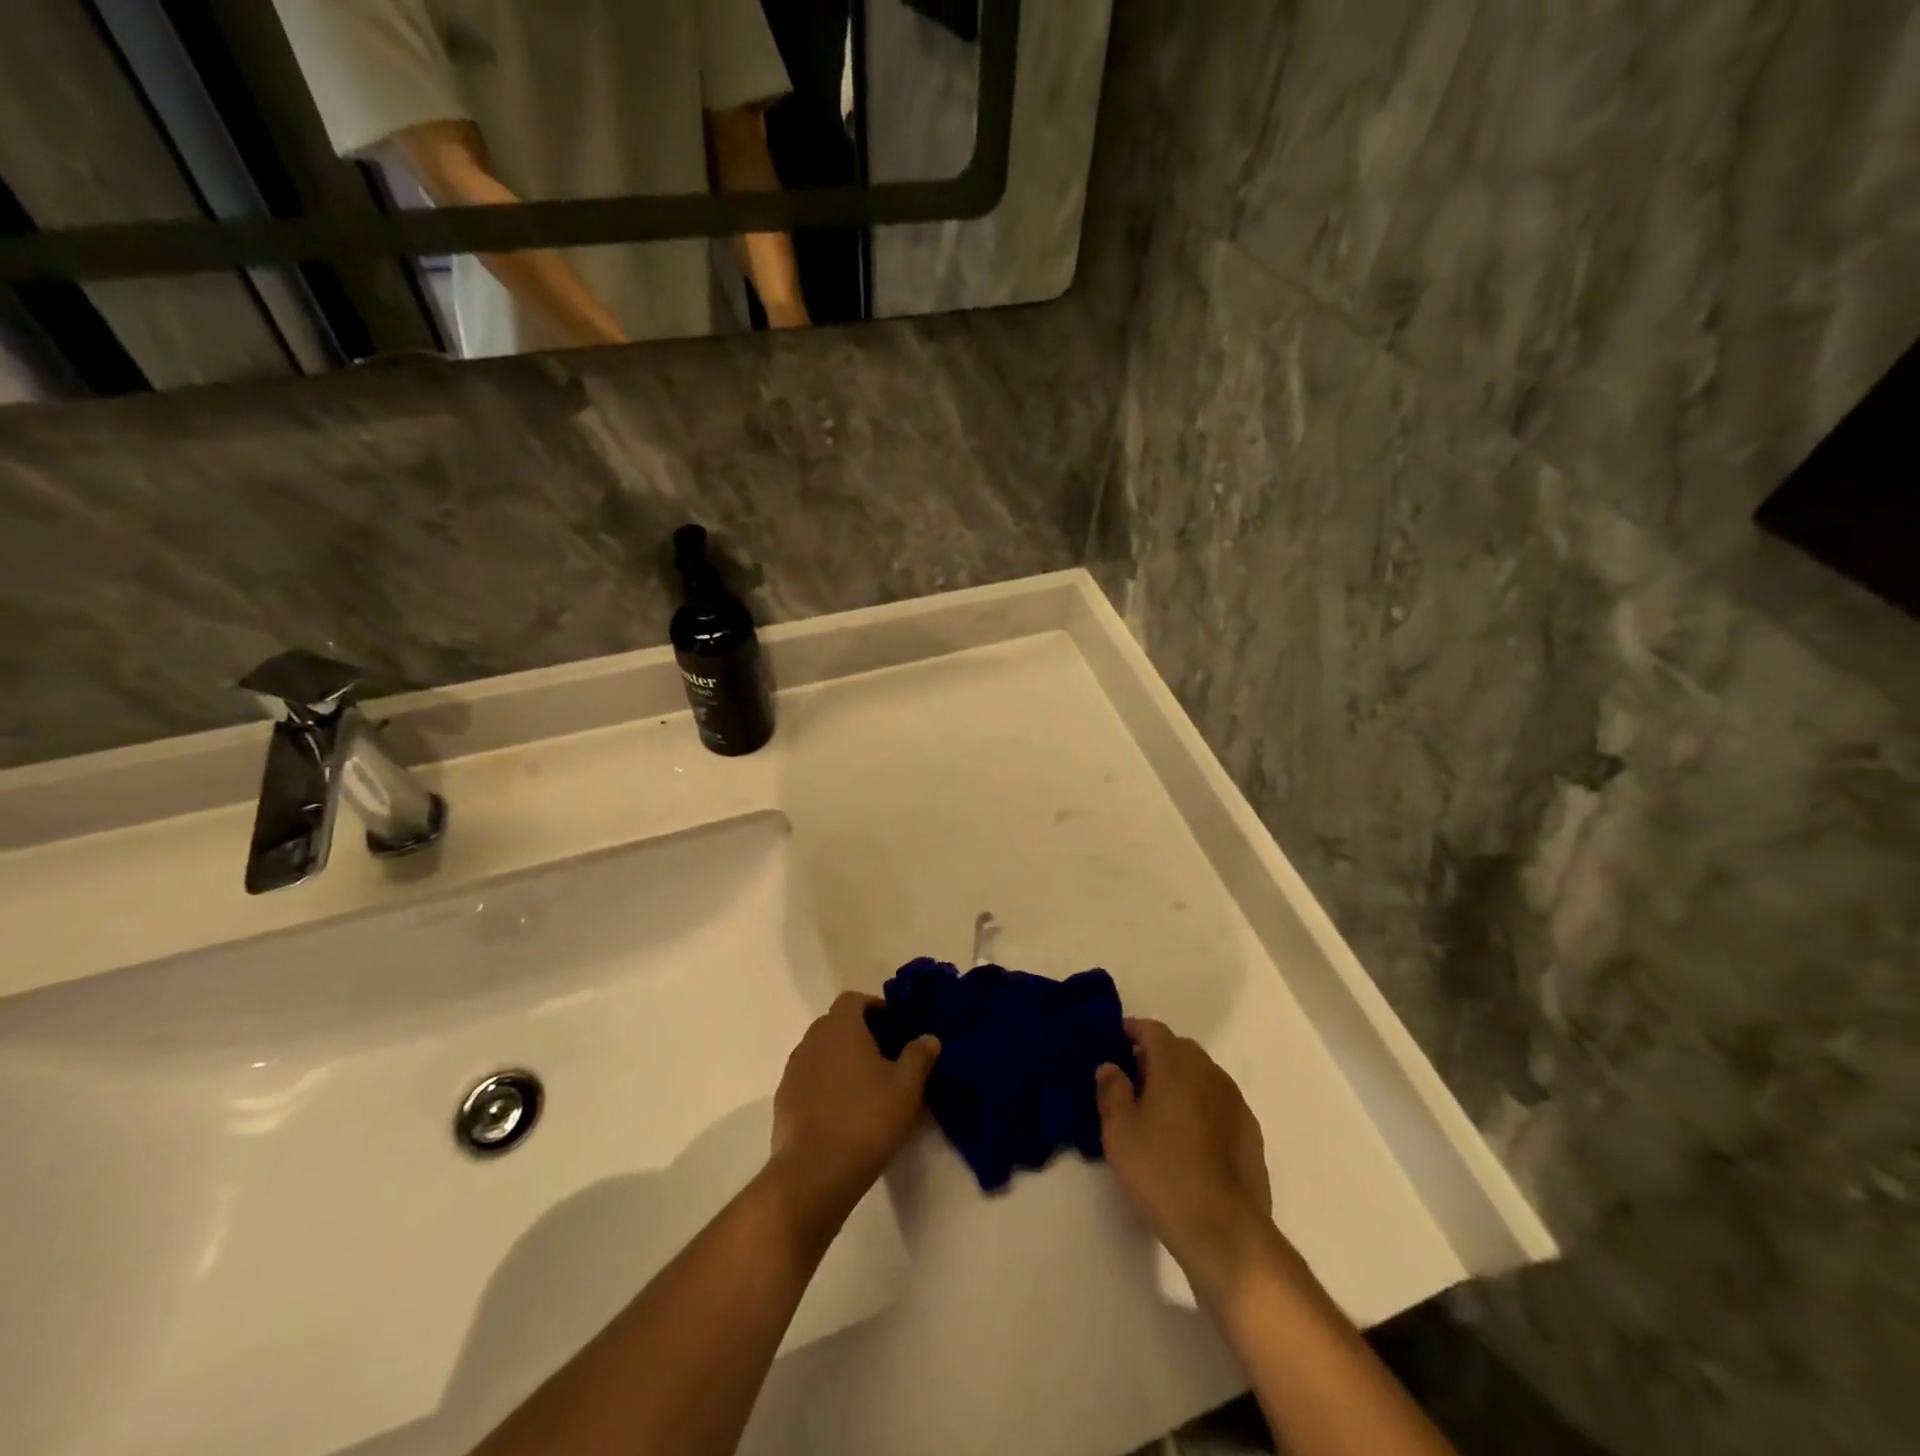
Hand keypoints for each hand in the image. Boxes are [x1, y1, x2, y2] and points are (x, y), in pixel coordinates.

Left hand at [766, 992, 939, 1241]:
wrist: (814, 1174)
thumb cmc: (866, 1119)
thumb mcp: (907, 1087)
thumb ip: (919, 1056)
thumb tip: (928, 1038)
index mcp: (840, 1027)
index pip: (853, 999)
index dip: (874, 1007)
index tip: (893, 1028)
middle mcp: (811, 1040)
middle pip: (835, 1025)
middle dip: (859, 1035)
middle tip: (885, 1059)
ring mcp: (792, 1071)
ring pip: (821, 1053)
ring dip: (840, 1062)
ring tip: (865, 1089)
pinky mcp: (783, 1102)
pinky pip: (808, 1081)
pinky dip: (824, 1086)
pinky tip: (843, 1114)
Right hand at [1096, 1018, 1272, 1302]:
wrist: (1226, 1231)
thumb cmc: (1163, 1173)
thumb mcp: (1119, 1133)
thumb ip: (1112, 1092)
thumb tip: (1111, 1066)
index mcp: (1176, 1064)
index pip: (1153, 1030)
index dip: (1133, 1030)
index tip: (1116, 1040)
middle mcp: (1209, 1072)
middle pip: (1180, 1049)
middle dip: (1156, 1056)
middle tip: (1133, 1081)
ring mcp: (1235, 1102)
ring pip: (1202, 1076)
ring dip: (1180, 1082)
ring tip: (1159, 1112)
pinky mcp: (1251, 1133)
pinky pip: (1219, 1104)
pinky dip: (1201, 1107)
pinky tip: (1189, 1139)